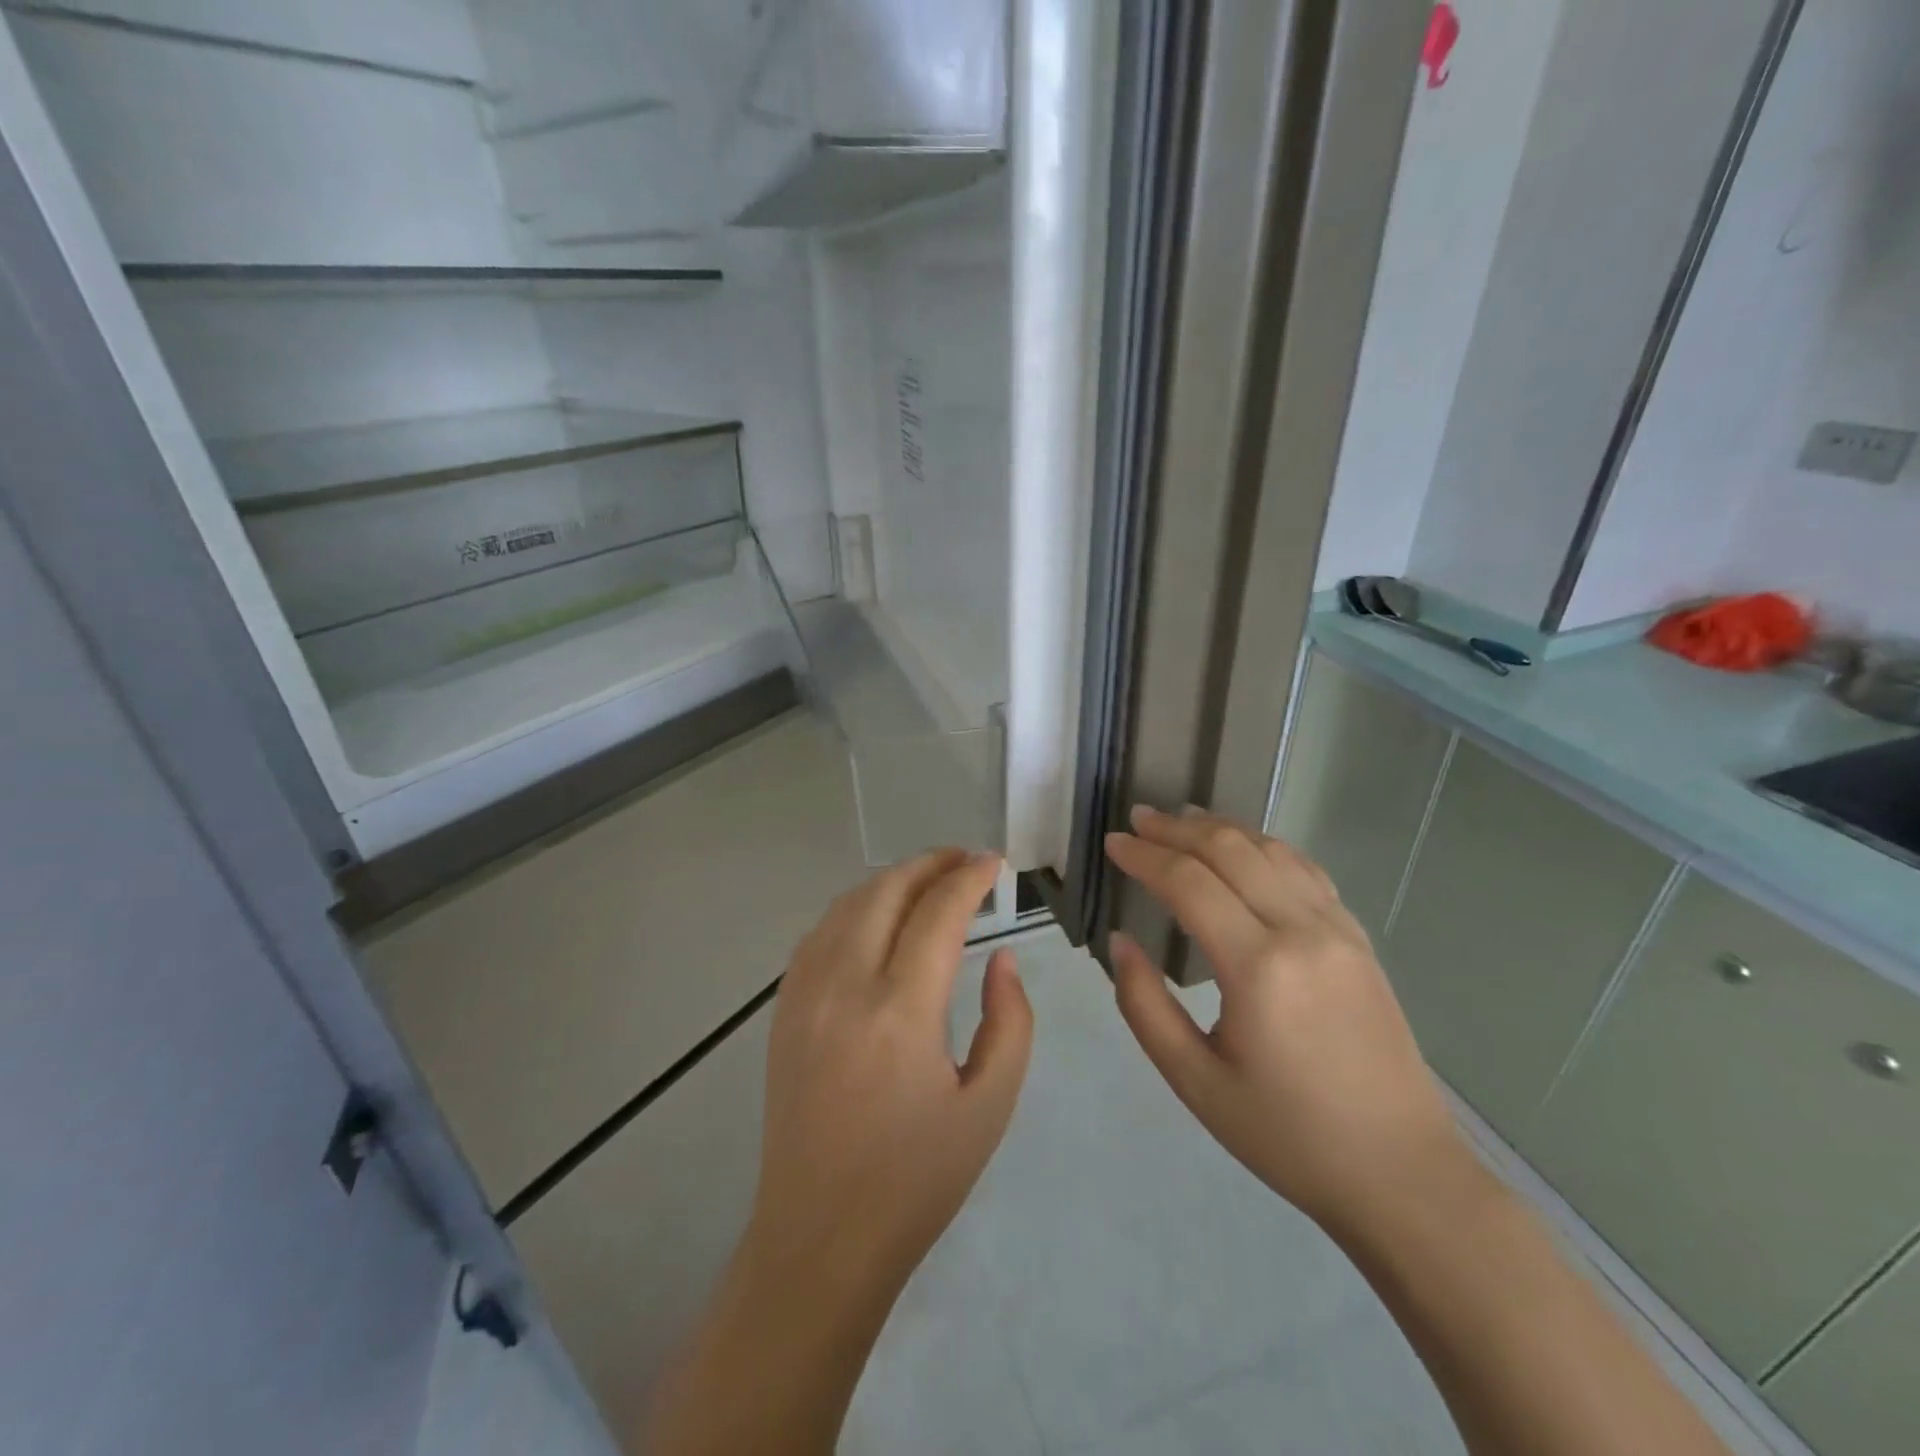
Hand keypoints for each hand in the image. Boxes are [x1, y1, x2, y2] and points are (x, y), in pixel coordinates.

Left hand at [747, 850, 1032, 1303]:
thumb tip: (1001, 959)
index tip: (994, 863)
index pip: (938, 913)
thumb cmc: (916, 1179)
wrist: (820, 1236)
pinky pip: (819, 933)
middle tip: (965, 860)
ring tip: (928, 880)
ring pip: (848, 904)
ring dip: (891, 880)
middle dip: (931, 863)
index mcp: (901, 1012)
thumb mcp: (989, 1106)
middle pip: (887, 891)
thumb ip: (1009, 1022)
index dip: (969, 878)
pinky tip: (876, 917)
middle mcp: (845, 987)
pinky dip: (854, 907)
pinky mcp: (784, 1009)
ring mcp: (805, 994)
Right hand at [1104, 807, 1468, 1236]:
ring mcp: (1338, 930)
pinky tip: (1246, 849)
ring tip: (1182, 819)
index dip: (1145, 856)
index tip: (1112, 844)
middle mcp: (1302, 931)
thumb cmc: (1287, 1135)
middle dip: (1177, 828)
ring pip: (1272, 851)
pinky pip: (1306, 871)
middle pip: (1231, 850)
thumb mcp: (1194, 1081)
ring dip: (1221, 828)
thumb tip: (1121, 942)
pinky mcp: (1359, 940)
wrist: (1401, 1173)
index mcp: (1258, 968)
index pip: (1189, 882)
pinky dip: (1265, 847)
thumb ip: (1144, 1005)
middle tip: (1138, 819)